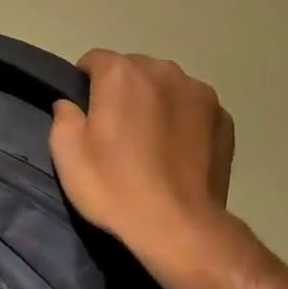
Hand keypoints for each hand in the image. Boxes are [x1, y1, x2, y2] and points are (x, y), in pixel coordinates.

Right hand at [49, 51, 235, 279]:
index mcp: (121, 74)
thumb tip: (70, 104)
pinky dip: (184, 120)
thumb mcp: (67, 155)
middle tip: (118, 132)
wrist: (180, 227)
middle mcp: (163, 70)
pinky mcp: (223, 117)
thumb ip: (64, 116)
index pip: (94, 60)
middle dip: (123, 92)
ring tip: (152, 142)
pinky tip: (179, 152)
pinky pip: (193, 108)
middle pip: (134, 71)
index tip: (86, 114)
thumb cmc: (116, 188)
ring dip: (155, 102)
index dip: (85, 84)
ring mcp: (199, 92)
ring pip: (166, 87)